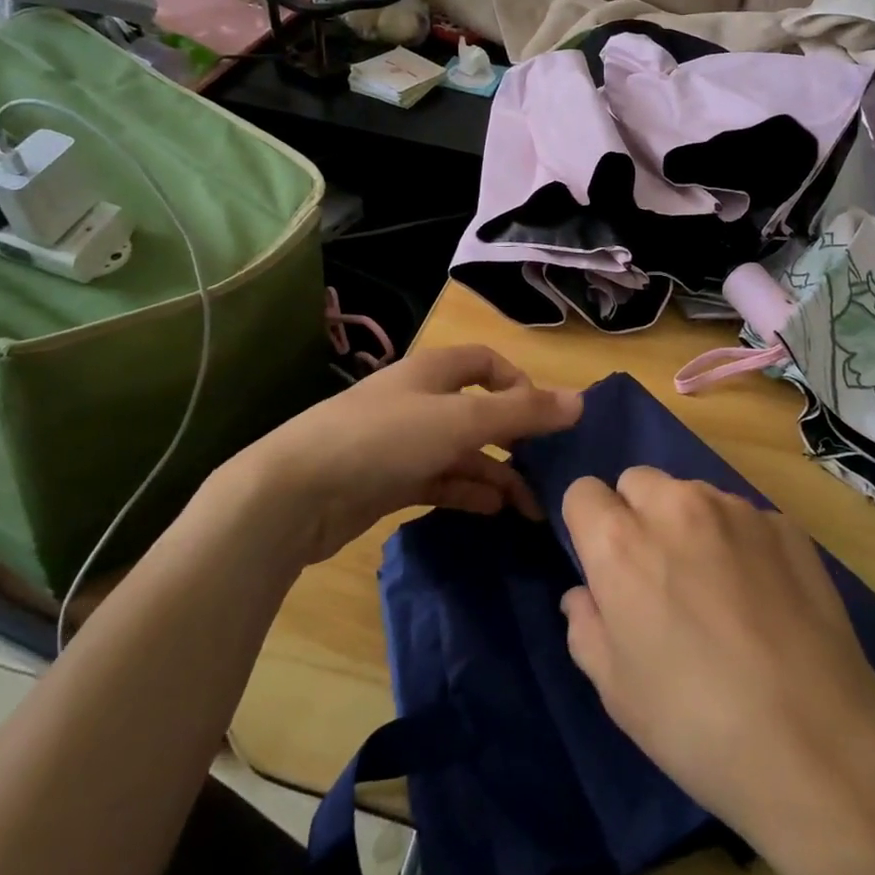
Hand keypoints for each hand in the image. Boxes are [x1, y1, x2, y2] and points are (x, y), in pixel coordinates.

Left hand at [226, 344, 581, 565]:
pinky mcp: (389, 481)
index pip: (486, 363)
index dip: (519, 383)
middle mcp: (419, 401)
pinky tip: (493, 510)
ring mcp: (402, 443)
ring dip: (497, 474)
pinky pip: (441, 481)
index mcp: (433, 372)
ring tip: (531, 506)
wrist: (293, 494)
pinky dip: (468, 492)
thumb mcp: (461, 421)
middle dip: (514, 437)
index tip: (543, 417)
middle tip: (547, 469)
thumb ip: (522, 413)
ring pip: (462, 452)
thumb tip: (581, 401)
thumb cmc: (383, 440)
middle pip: (479, 411)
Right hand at [559, 467, 874, 844]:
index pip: (583, 492)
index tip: (605, 567)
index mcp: (621, 542)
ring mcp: (736, 509)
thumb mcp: (617, 691)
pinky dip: (741, 543)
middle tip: (659, 576)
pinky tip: (763, 598)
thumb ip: (586, 627)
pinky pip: (744, 518)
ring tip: (716, 589)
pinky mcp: (784, 524)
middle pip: (637, 481)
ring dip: (689, 524)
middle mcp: (675, 506)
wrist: (816, 741)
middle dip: (636, 515)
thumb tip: (584, 595)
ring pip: (692, 494)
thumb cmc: (695, 724)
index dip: (589, 527)